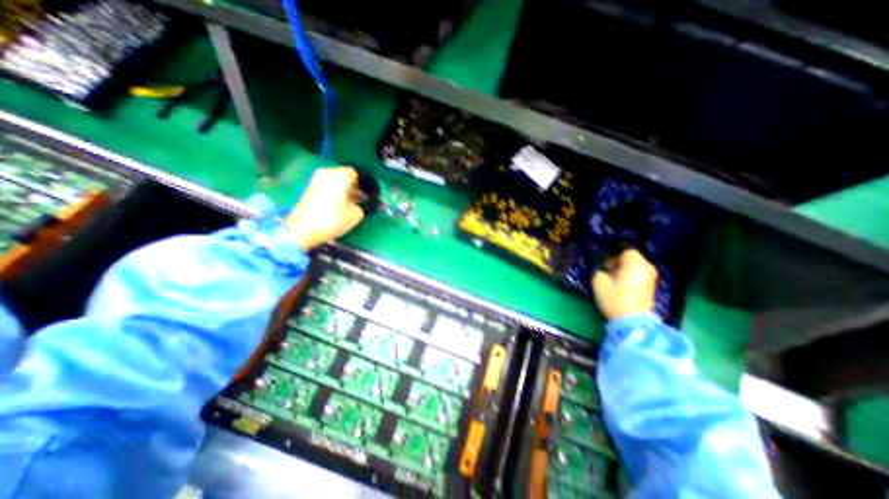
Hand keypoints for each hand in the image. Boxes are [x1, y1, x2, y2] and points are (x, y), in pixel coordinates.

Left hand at [289, 168, 363, 251]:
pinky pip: (326, 188)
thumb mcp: (356, 215)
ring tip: (348, 205)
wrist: (304, 229)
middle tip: (358, 200)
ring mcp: (316, 180)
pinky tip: (337, 207)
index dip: (362, 185)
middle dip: (351, 187)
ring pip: (334, 182)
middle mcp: (327, 173)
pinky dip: (332, 194)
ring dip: (342, 191)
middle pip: (343, 176)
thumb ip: (360, 206)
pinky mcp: (309, 190)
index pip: (355, 174)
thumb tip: (357, 204)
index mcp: (341, 175)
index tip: (366, 195)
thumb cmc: (333, 219)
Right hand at [588, 248, 658, 319]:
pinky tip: (623, 285)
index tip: (605, 265)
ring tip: (615, 279)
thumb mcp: (599, 282)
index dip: (614, 255)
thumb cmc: (615, 299)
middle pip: (633, 257)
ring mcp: (651, 277)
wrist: (632, 321)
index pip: (626, 250)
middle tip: (608, 271)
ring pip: (637, 266)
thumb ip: (599, 270)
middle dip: (620, 261)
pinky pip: (640, 274)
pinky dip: (632, 275)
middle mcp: (647, 267)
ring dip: (625, 269)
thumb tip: (603, 268)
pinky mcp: (651, 286)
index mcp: (635, 264)